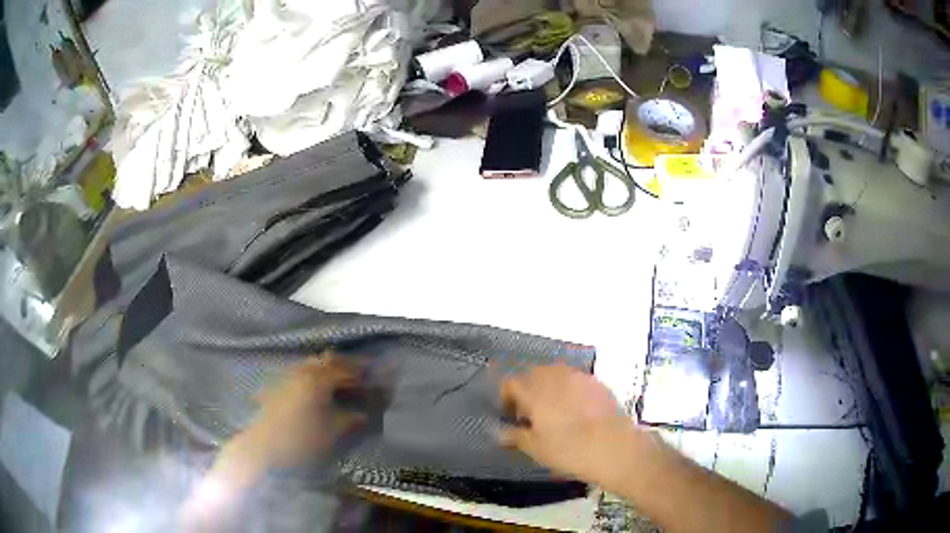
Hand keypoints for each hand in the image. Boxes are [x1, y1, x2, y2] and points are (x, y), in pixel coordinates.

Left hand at [243, 354, 366, 469]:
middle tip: (359, 376)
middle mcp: (301, 371)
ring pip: (311, 364)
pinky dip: (313, 375)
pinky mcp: (277, 386)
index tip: (374, 379)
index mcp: (317, 380)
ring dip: (327, 368)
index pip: (344, 370)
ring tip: (339, 382)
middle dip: (344, 365)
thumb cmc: (300, 441)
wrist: (262, 448)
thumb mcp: (331, 432)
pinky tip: (317, 389)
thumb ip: (350, 419)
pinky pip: (300, 372)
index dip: (361, 374)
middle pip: (326, 360)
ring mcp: (286, 377)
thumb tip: (365, 413)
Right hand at [499, 365, 639, 485]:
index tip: (511, 416)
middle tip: (532, 415)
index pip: (511, 383)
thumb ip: (515, 436)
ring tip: (554, 412)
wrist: (614, 446)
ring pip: (556, 375)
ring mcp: (578, 377)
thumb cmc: (568, 449)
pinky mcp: (597, 383)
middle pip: (533, 375)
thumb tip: (500, 432)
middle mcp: (554, 376)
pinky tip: (577, 411)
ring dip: (549, 388)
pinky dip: (570, 391)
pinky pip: (576, 381)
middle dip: (528, 391)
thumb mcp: (535, 448)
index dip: (507, 399)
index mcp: (534, 390)